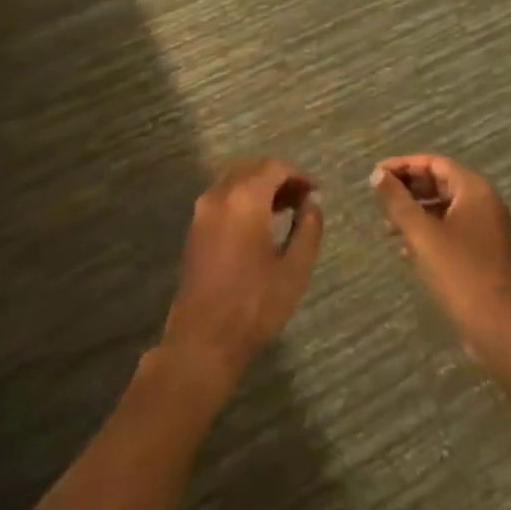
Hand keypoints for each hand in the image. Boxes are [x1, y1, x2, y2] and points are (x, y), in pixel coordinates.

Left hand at [161, 159, 322, 384]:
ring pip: (235, 181)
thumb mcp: (295, 268)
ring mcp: (203, 212)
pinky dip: (243, 199)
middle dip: (279, 178)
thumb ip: (308, 228)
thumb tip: (311, 203)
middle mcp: (220, 196)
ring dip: (260, 187)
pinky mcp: (194, 229)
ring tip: (285, 210)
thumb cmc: (254, 305)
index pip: (274, 167)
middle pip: (253, 169)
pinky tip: (259, 223)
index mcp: (245, 199)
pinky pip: (223, 198)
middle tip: (302, 199)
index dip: (298, 175)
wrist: (202, 342)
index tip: (315, 192)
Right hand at [372, 155, 510, 364]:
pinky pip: (450, 229)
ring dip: (415, 213)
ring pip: (444, 208)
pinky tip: (407, 249)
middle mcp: (483, 202)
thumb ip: (398, 202)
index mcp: (474, 189)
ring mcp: (485, 228)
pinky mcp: (482, 252)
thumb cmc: (460, 272)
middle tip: (379, 199)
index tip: (377, 174)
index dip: (404, 165)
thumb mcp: (422, 234)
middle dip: (408, 190)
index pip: (435, 163)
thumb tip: (377, 174)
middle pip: (440, 183)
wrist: (498, 327)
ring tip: (387, 227)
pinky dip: (428, 232)